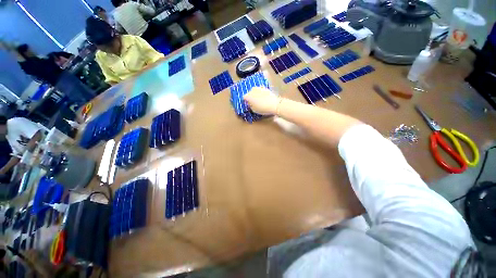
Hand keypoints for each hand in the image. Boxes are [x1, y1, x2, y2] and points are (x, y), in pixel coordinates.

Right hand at [243, 87, 280, 114]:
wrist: (274, 104)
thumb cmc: (263, 108)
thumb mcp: (254, 110)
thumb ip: (250, 105)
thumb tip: (250, 103)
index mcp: (248, 96)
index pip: (244, 97)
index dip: (246, 101)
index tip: (248, 104)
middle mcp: (252, 90)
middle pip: (249, 93)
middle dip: (251, 96)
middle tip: (254, 102)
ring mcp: (259, 88)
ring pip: (255, 91)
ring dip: (256, 94)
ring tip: (259, 99)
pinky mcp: (265, 88)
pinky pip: (261, 90)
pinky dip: (261, 92)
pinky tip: (263, 96)